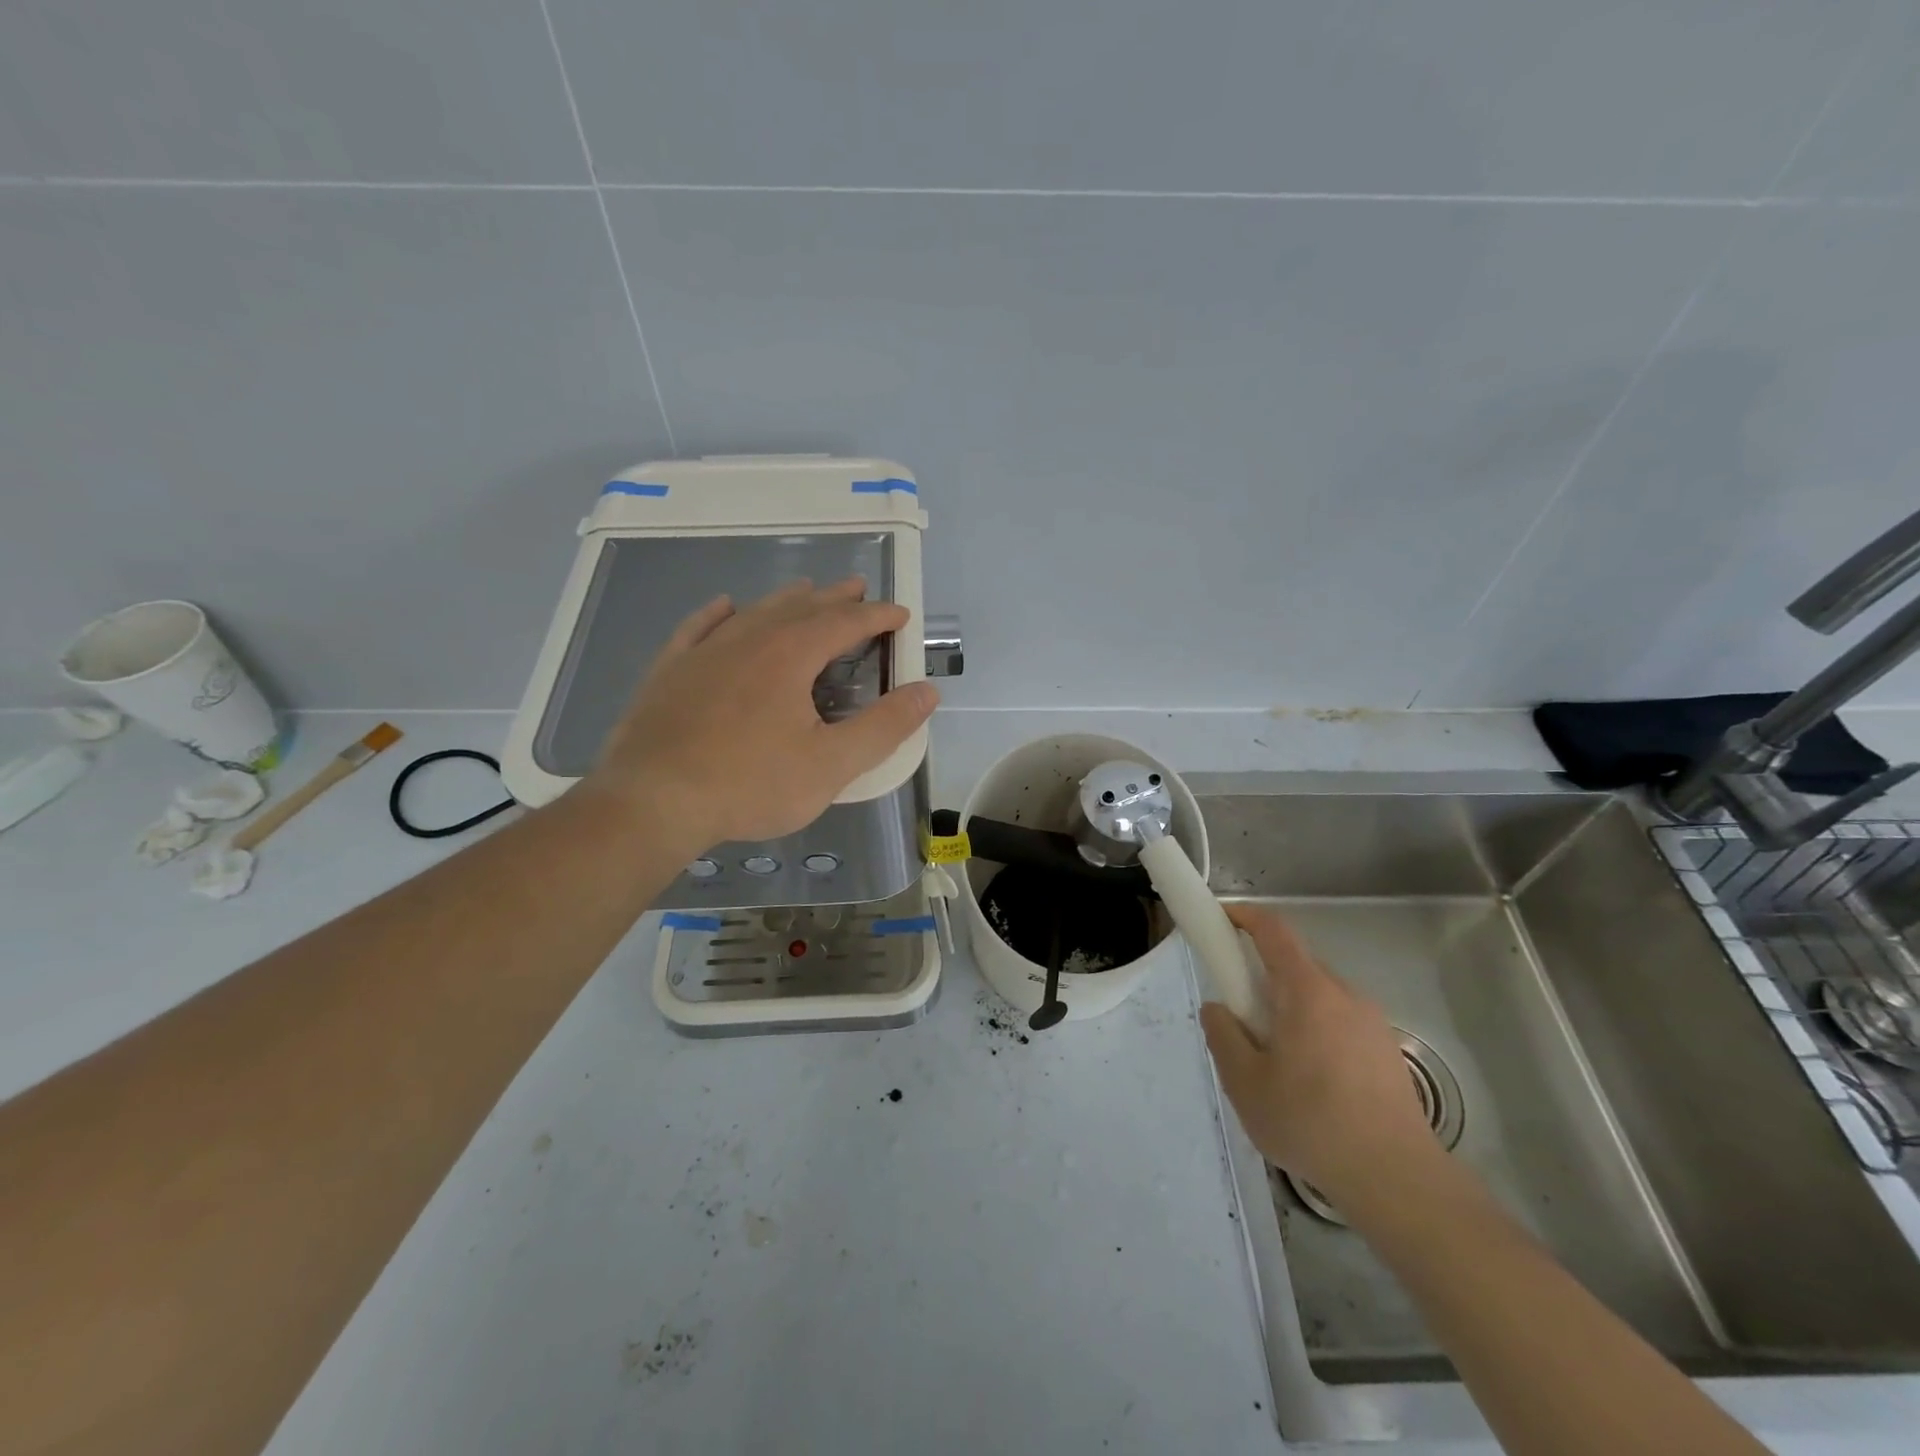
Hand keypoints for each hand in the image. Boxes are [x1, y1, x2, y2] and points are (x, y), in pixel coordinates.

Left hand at [580, 578, 938, 849]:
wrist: (653, 801)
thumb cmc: (750, 784)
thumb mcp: (831, 764)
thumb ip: (884, 726)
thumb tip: (927, 691)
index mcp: (791, 655)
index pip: (845, 623)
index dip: (877, 616)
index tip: (900, 614)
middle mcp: (749, 639)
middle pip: (801, 607)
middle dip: (836, 598)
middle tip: (858, 590)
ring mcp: (704, 651)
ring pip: (755, 611)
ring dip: (787, 599)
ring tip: (806, 591)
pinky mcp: (670, 670)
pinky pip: (699, 626)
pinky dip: (720, 612)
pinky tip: (726, 606)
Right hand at [1200, 904, 1436, 1209]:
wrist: (1397, 1179)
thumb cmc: (1311, 1123)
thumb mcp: (1245, 1083)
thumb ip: (1223, 1036)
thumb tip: (1218, 1009)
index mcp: (1308, 991)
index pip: (1274, 930)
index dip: (1244, 916)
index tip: (1219, 921)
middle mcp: (1344, 995)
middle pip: (1295, 964)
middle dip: (1262, 977)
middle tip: (1240, 1017)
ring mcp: (1372, 1023)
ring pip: (1318, 996)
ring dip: (1290, 1009)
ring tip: (1275, 1062)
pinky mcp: (1386, 1052)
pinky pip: (1339, 1023)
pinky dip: (1315, 1032)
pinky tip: (1310, 1084)